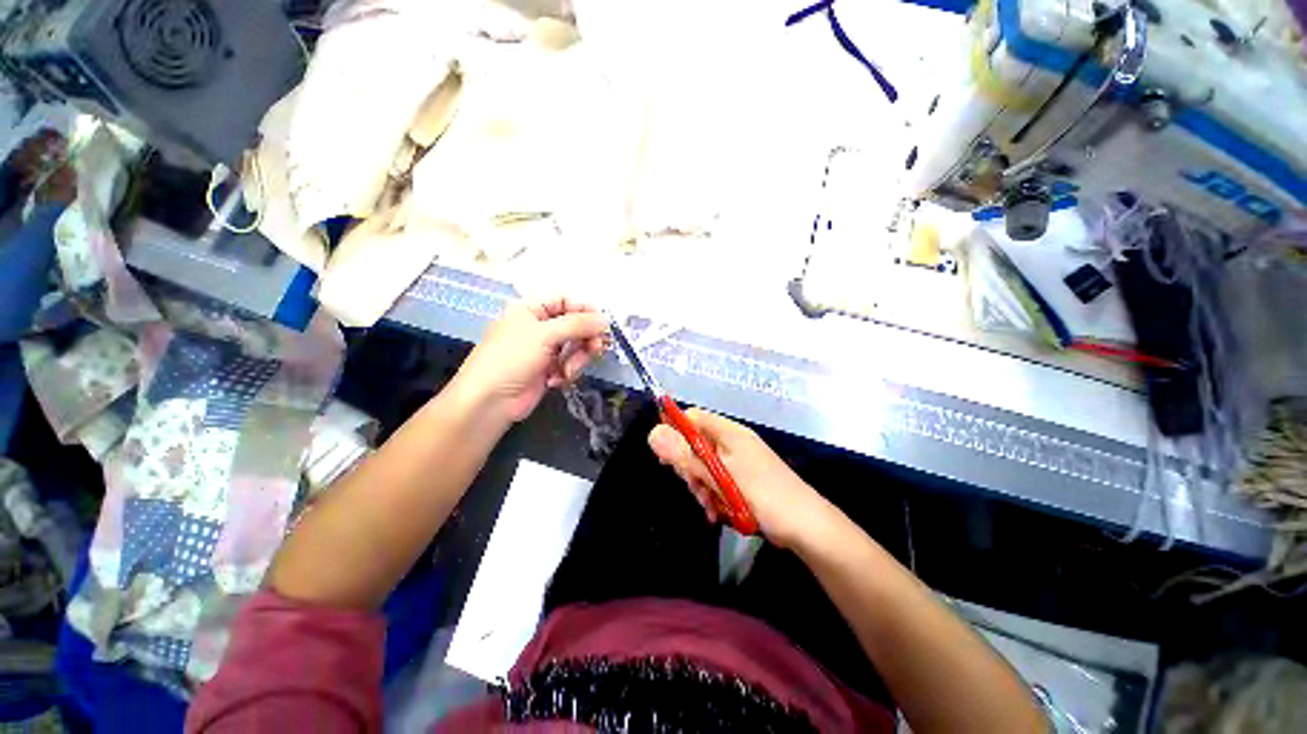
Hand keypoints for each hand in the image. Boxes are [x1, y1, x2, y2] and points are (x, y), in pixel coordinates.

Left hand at [453, 297, 607, 422]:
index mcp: (532, 309)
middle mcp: (540, 326)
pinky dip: (568, 372)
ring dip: (577, 359)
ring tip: (567, 371)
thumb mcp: (544, 335)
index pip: (566, 302)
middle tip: (595, 350)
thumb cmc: (511, 359)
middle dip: (585, 339)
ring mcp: (546, 349)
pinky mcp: (550, 369)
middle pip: (576, 325)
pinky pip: (571, 364)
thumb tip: (605, 319)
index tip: (602, 324)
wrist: (490, 401)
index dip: (585, 311)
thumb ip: (578, 324)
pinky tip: (555, 380)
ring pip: (577, 346)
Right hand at [648, 408, 837, 548]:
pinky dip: (714, 496)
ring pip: (704, 467)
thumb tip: (653, 433)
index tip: (666, 458)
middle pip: (695, 444)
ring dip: (702, 486)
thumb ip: (686, 455)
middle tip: (695, 487)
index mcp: (728, 432)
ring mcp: (738, 462)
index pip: (692, 418)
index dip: (675, 432)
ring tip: (711, 505)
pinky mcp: (743, 480)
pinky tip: (717, 512)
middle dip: (690, 468)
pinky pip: (717, 482)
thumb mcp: (719, 476)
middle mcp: (732, 442)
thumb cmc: (763, 495)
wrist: (806, 527)